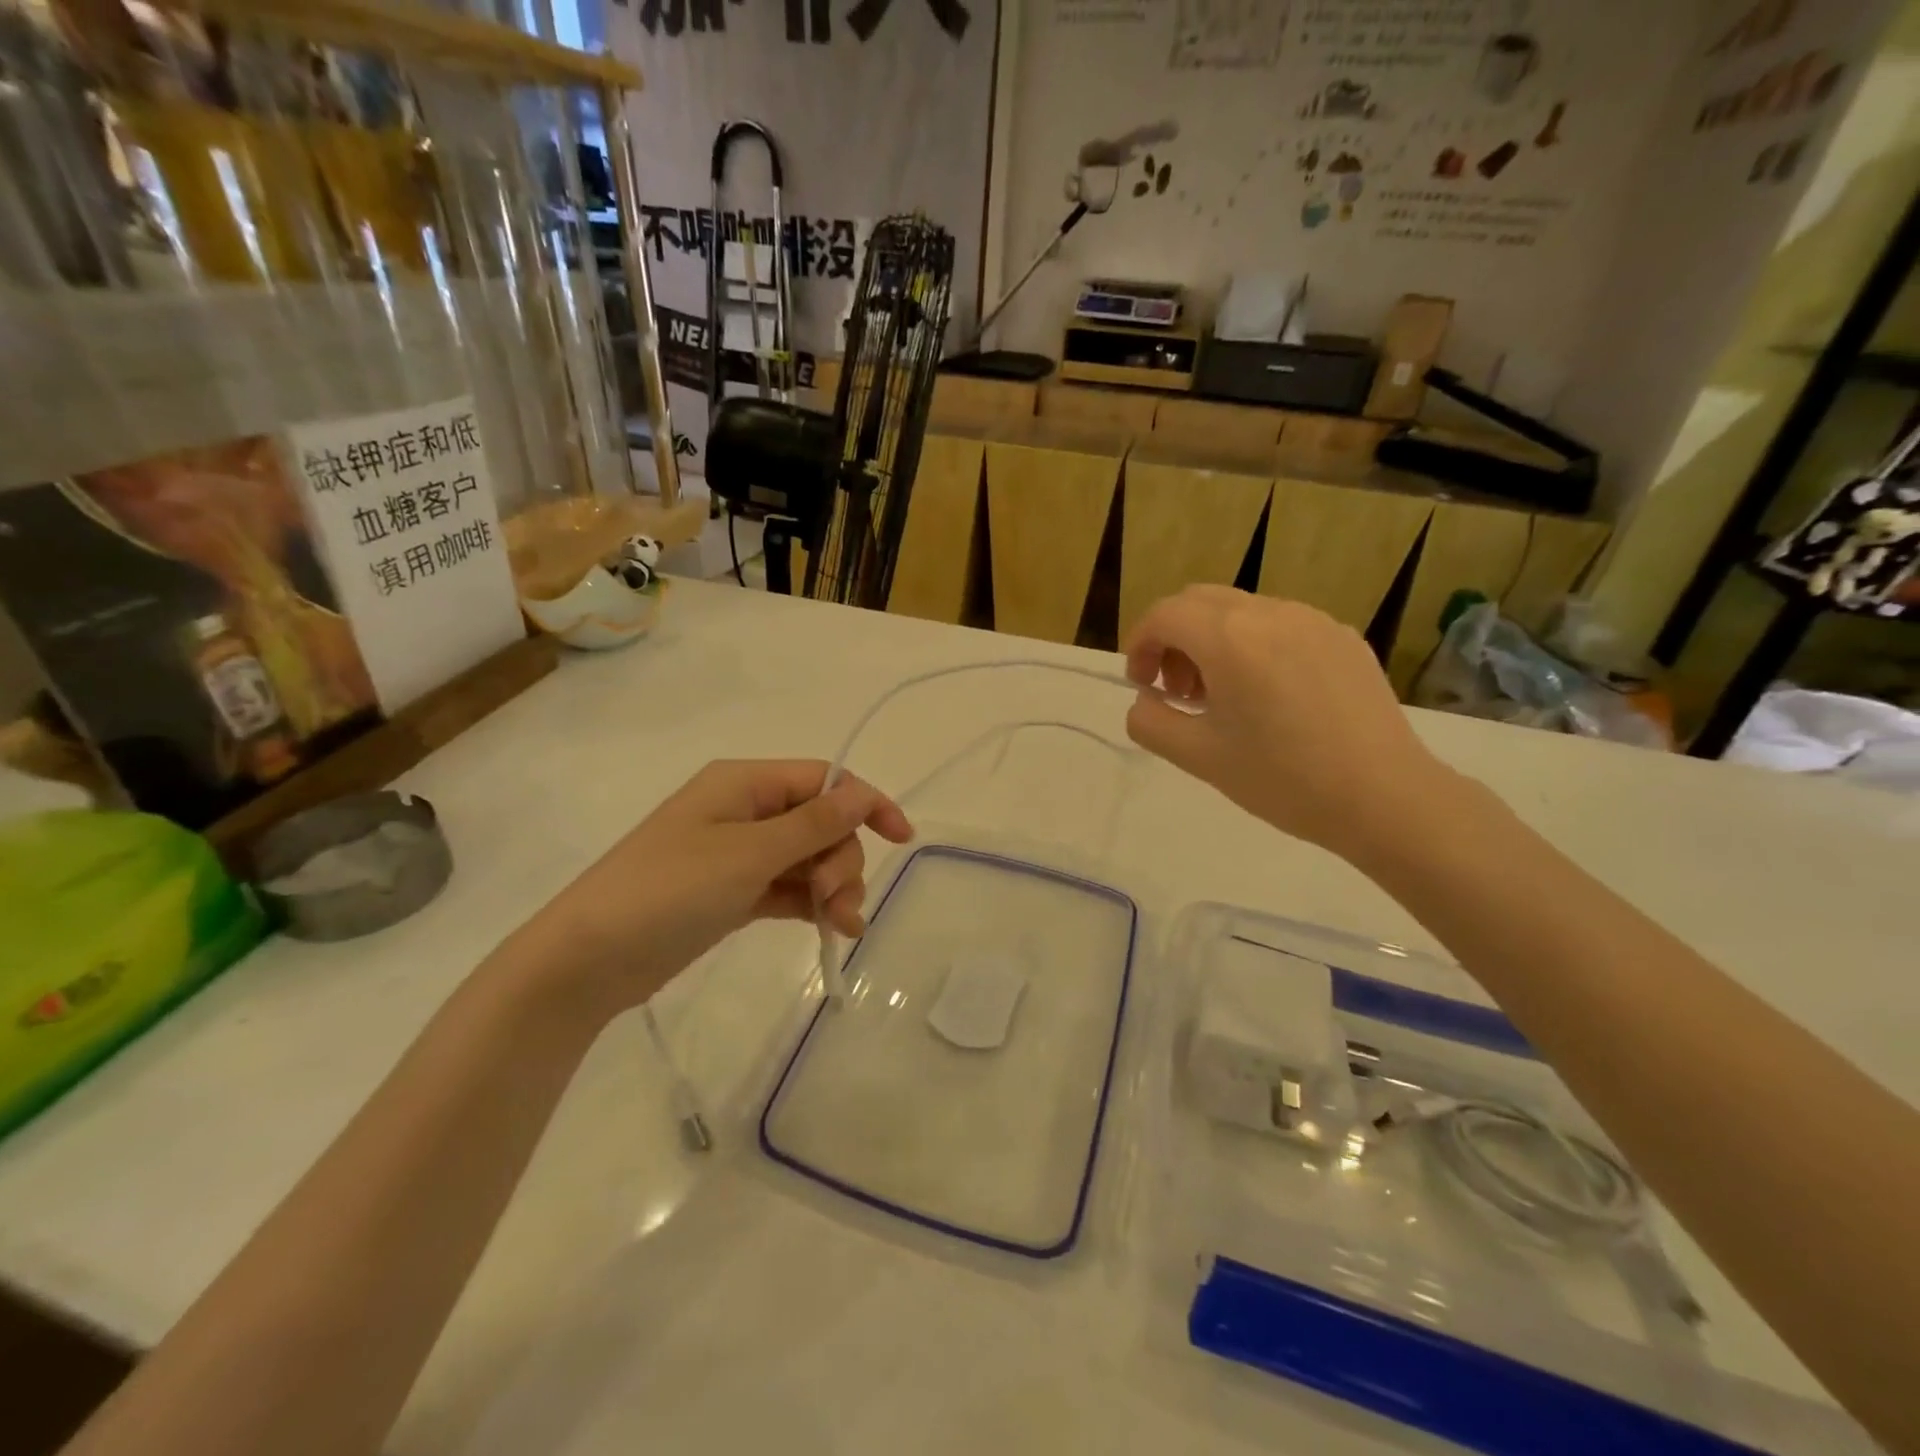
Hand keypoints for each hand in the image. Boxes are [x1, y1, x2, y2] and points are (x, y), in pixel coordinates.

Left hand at [519, 760, 913, 1012]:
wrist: (587, 960)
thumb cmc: (668, 890)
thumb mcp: (748, 854)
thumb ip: (811, 824)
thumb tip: (861, 794)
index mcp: (744, 784)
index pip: (823, 780)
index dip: (866, 803)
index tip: (901, 838)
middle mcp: (745, 811)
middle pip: (820, 823)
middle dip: (841, 859)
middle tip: (838, 901)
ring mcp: (738, 853)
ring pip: (808, 858)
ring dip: (832, 886)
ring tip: (840, 927)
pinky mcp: (733, 892)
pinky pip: (788, 887)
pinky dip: (810, 904)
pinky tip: (828, 930)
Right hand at [1123, 586, 1451, 860]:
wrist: (1386, 798)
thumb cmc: (1284, 779)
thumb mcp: (1199, 758)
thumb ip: (1150, 723)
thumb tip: (1145, 702)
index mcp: (1230, 638)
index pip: (1164, 614)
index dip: (1139, 644)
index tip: (1141, 685)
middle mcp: (1270, 613)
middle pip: (1199, 602)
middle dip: (1173, 638)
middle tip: (1176, 691)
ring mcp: (1313, 620)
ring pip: (1240, 610)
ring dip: (1212, 641)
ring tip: (1221, 697)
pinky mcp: (1343, 637)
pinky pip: (1279, 625)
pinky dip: (1252, 646)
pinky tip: (1268, 697)